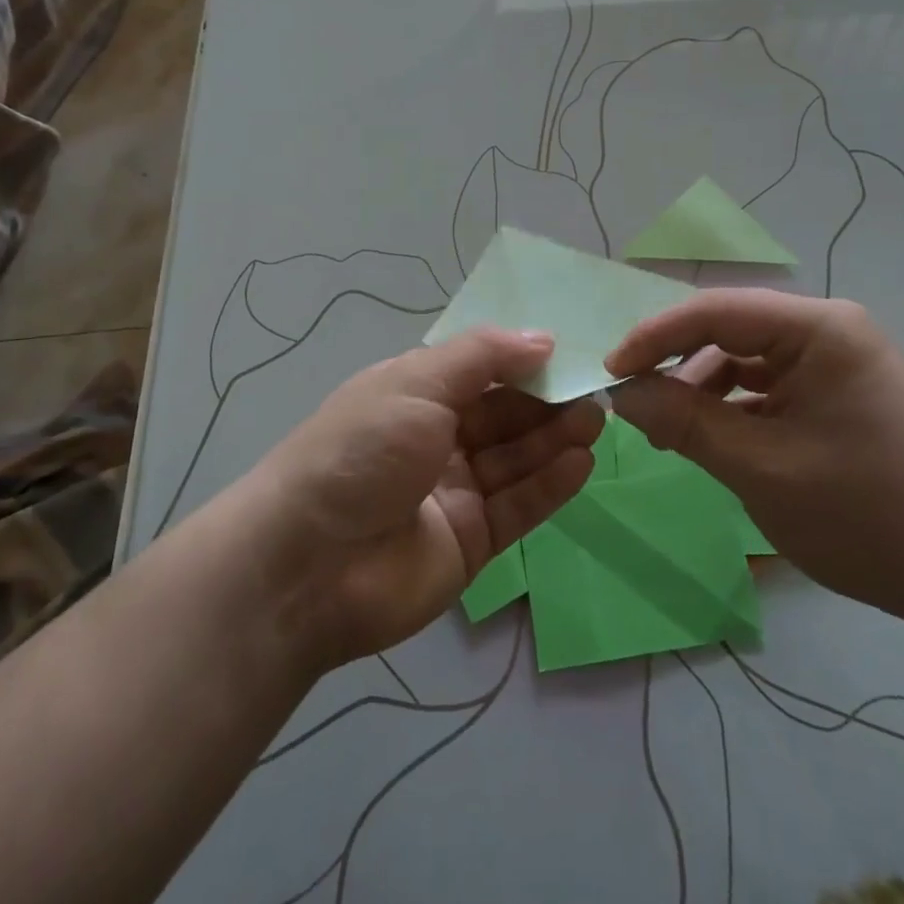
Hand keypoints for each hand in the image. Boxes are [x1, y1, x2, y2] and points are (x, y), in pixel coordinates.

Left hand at [246, 328, 600, 671]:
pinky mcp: (470, 541)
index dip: (523, 361)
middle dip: (546, 401)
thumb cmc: (361, 450)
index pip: (480, 371)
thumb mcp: (417, 382)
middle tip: (594, 390)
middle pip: (503, 416)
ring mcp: (454, 492)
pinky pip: (518, 507)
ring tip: (596, 420)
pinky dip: (550, 485)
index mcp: (415, 395)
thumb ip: (484, 356)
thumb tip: (544, 338)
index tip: (569, 353)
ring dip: (555, 439)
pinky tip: (581, 462)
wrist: (307, 565)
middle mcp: (436, 440)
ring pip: (516, 459)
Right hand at [606, 289, 903, 628]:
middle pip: (730, 332)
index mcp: (819, 329)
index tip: (610, 372)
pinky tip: (712, 440)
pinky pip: (769, 386)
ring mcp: (836, 361)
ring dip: (704, 392)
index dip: (655, 337)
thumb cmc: (867, 514)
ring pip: (746, 360)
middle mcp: (828, 330)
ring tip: (671, 436)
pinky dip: (734, 409)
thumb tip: (621, 392)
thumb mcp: (761, 469)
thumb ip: (685, 422)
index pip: (716, 312)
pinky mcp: (838, 393)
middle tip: (634, 405)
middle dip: (678, 367)